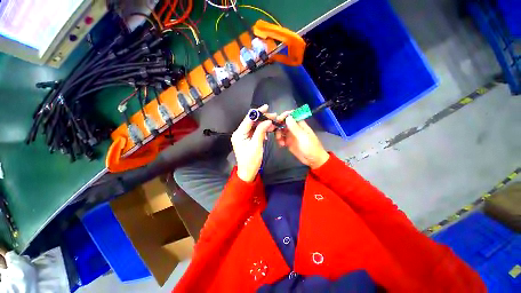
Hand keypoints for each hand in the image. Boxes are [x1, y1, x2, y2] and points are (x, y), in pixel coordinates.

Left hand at [231, 105, 275, 181]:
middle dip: (262, 118)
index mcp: (239, 134)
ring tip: (274, 123)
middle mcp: (240, 133)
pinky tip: (268, 131)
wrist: (247, 173)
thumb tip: (268, 121)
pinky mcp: (247, 140)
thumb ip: (261, 131)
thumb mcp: (256, 145)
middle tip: (274, 116)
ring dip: (263, 124)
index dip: (257, 112)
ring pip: (254, 126)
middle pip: (251, 122)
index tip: (267, 107)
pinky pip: (255, 132)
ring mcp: (243, 136)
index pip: (248, 119)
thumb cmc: (251, 161)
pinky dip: (262, 130)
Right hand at [275, 111, 328, 168]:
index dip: (285, 115)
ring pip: (281, 130)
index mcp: (300, 125)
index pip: (291, 115)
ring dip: (278, 134)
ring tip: (280, 141)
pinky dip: (279, 140)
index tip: (278, 120)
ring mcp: (291, 135)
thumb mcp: (302, 137)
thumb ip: (295, 127)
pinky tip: (281, 145)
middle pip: (284, 122)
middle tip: (275, 131)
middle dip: (279, 126)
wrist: (313, 160)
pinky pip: (281, 138)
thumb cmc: (310, 147)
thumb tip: (288, 117)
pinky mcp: (288, 142)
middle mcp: (294, 128)